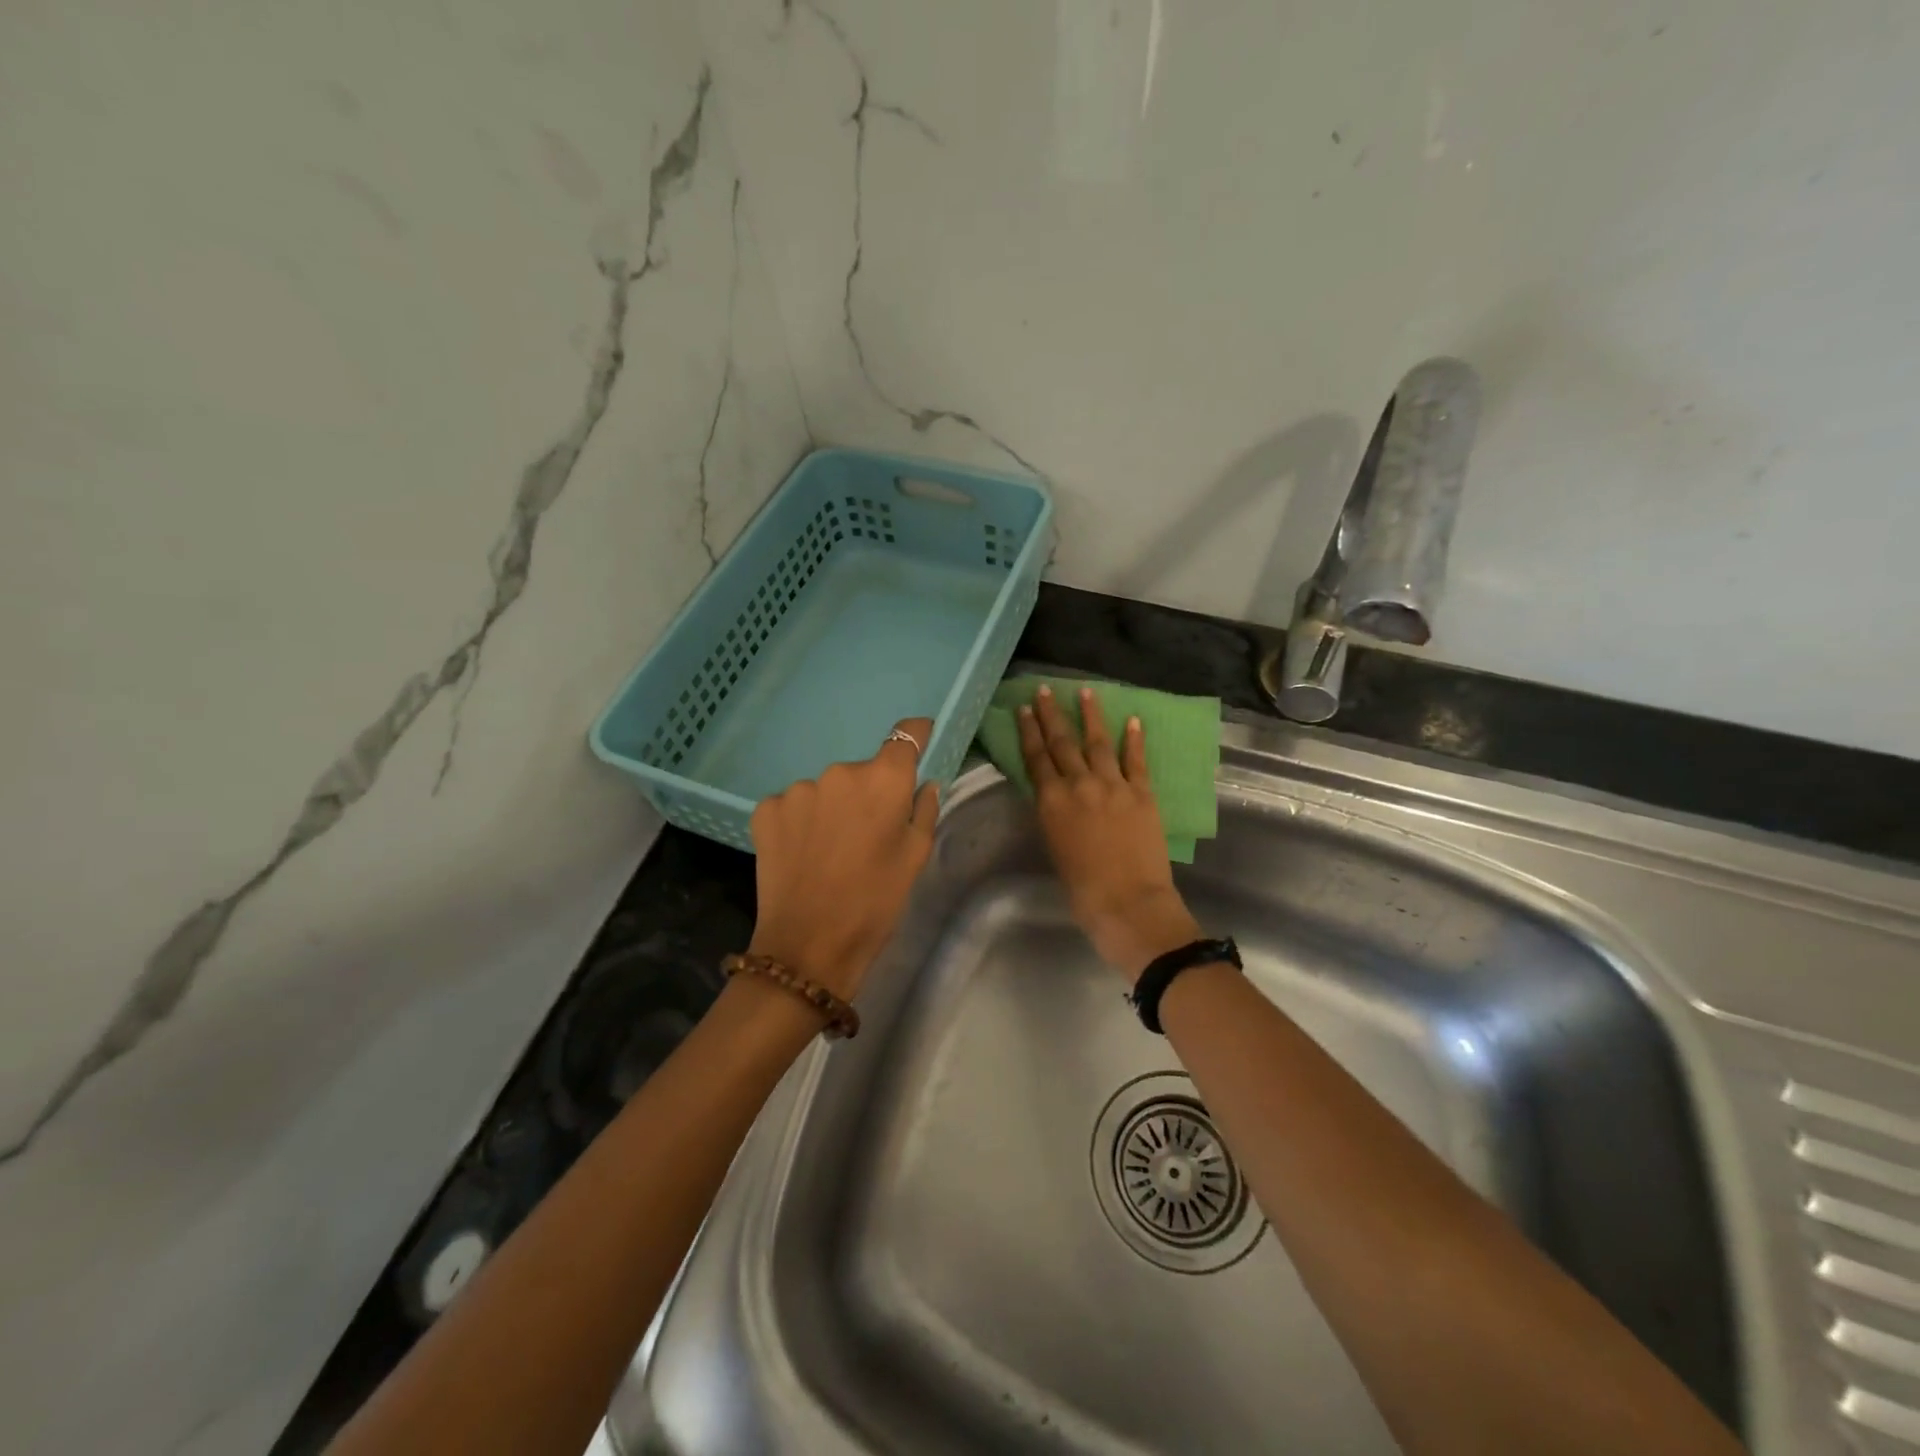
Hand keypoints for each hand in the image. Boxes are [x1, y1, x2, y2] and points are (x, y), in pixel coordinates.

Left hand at [747, 717, 939, 1001]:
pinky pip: (794, 805)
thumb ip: (924, 810)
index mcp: (883, 780)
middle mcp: (839, 772)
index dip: (915, 735)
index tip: (920, 738)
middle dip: (868, 794)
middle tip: (868, 834)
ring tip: (831, 851)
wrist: (808, 945)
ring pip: (826, 790)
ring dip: (832, 808)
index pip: (905, 736)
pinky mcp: (766, 809)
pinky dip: (802, 822)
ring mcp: (798, 789)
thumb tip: (924, 783)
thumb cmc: (875, 902)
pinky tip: (804, 853)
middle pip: (862, 771)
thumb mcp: (915, 859)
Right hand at [1017, 684, 1201, 983]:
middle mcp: (1079, 785)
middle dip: (1052, 715)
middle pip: (1062, 743)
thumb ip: (1054, 815)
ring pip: (1098, 742)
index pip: (1036, 758)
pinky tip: (1132, 720)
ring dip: (1090, 716)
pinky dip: (1133, 739)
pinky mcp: (1142, 793)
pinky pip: (1136, 760)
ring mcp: (1113, 786)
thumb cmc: (1082, 889)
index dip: (1029, 732)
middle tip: (1045, 691)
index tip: (1024, 709)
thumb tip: (1055, 796)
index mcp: (1052, 802)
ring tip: (1086, 692)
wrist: (1128, 903)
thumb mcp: (1054, 847)